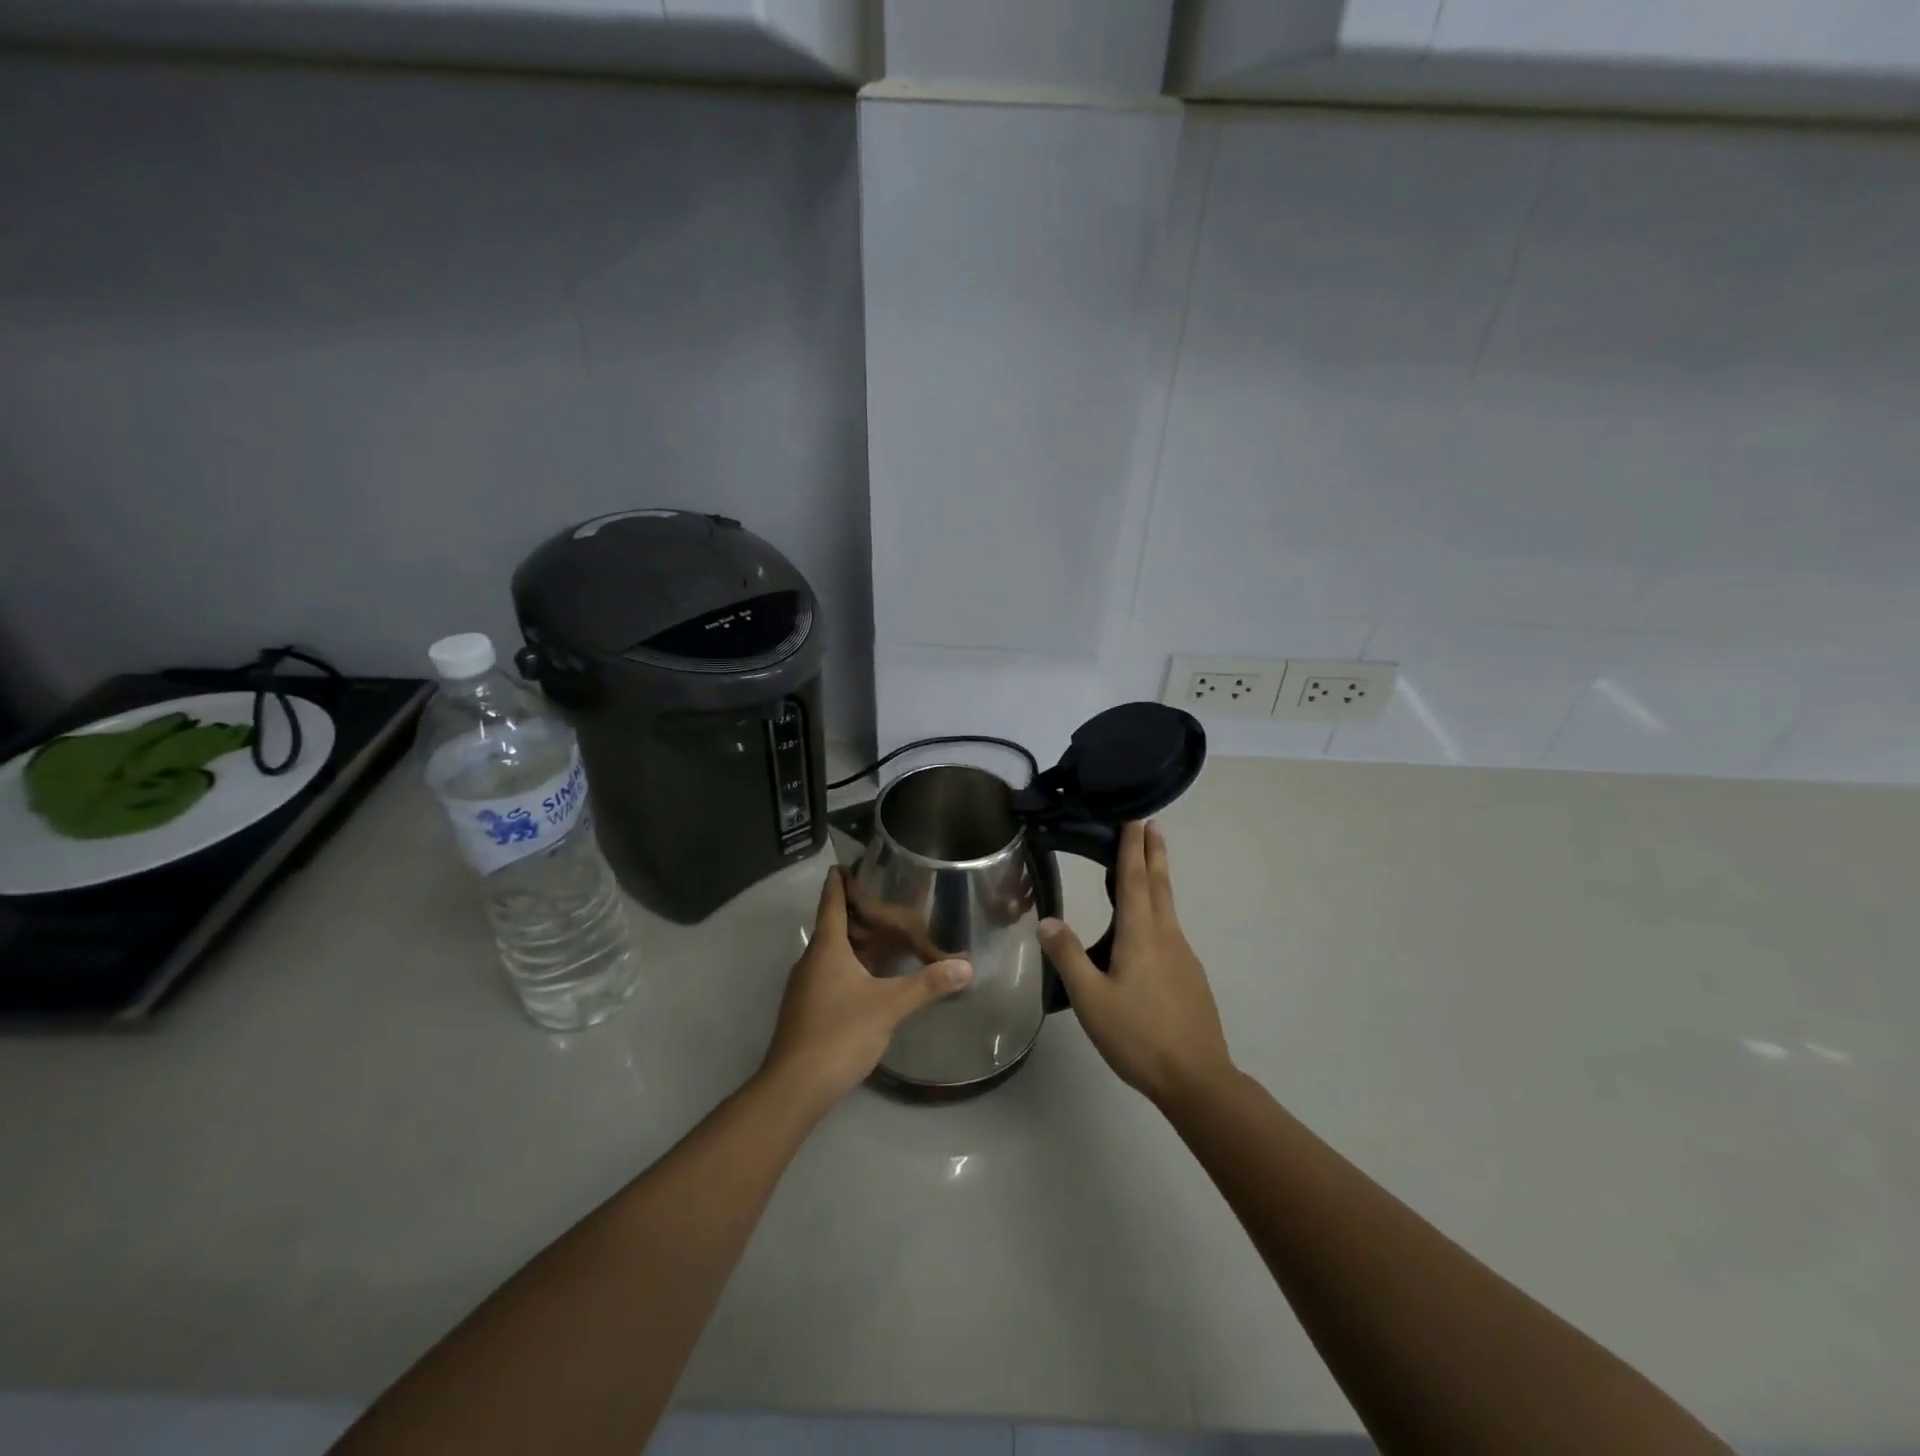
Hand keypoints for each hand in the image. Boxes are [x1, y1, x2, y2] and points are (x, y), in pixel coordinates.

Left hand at [760, 868, 972, 1112]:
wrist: (795, 1087)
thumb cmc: (839, 1033)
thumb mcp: (889, 1006)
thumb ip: (927, 984)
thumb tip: (966, 966)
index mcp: (826, 948)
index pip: (831, 902)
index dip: (839, 881)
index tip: (846, 862)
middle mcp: (811, 961)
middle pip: (832, 926)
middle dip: (856, 912)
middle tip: (887, 899)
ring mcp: (805, 987)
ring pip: (832, 953)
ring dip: (855, 941)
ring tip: (886, 935)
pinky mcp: (807, 1010)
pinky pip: (831, 974)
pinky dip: (851, 966)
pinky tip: (872, 978)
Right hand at [1039, 820, 1233, 1107]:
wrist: (1197, 1078)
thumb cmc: (1138, 1036)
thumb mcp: (1091, 999)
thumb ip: (1068, 957)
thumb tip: (1047, 920)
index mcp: (1141, 935)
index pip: (1135, 880)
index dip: (1133, 848)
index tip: (1136, 820)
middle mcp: (1167, 937)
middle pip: (1160, 885)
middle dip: (1154, 853)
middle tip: (1152, 825)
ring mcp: (1184, 957)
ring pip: (1168, 908)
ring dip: (1158, 880)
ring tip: (1147, 869)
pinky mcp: (1191, 977)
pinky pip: (1171, 931)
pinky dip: (1160, 912)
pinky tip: (1150, 933)